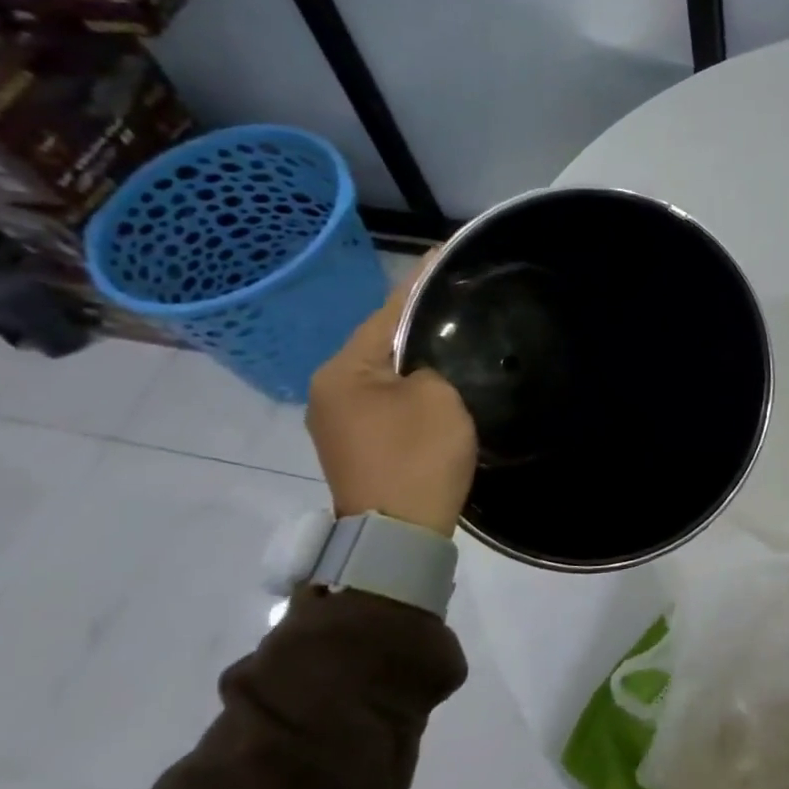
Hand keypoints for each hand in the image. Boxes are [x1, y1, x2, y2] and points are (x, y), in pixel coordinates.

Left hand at [307, 253, 477, 535]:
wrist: (396, 536)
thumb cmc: (416, 458)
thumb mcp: (438, 398)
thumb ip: (433, 363)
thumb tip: (428, 365)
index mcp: (343, 370)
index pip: (389, 311)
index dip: (422, 281)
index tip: (446, 252)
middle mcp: (330, 389)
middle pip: (382, 340)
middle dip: (419, 318)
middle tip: (458, 295)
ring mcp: (339, 419)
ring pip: (385, 370)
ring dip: (416, 354)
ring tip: (454, 330)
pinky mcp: (357, 442)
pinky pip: (387, 397)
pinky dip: (412, 383)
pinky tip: (439, 375)